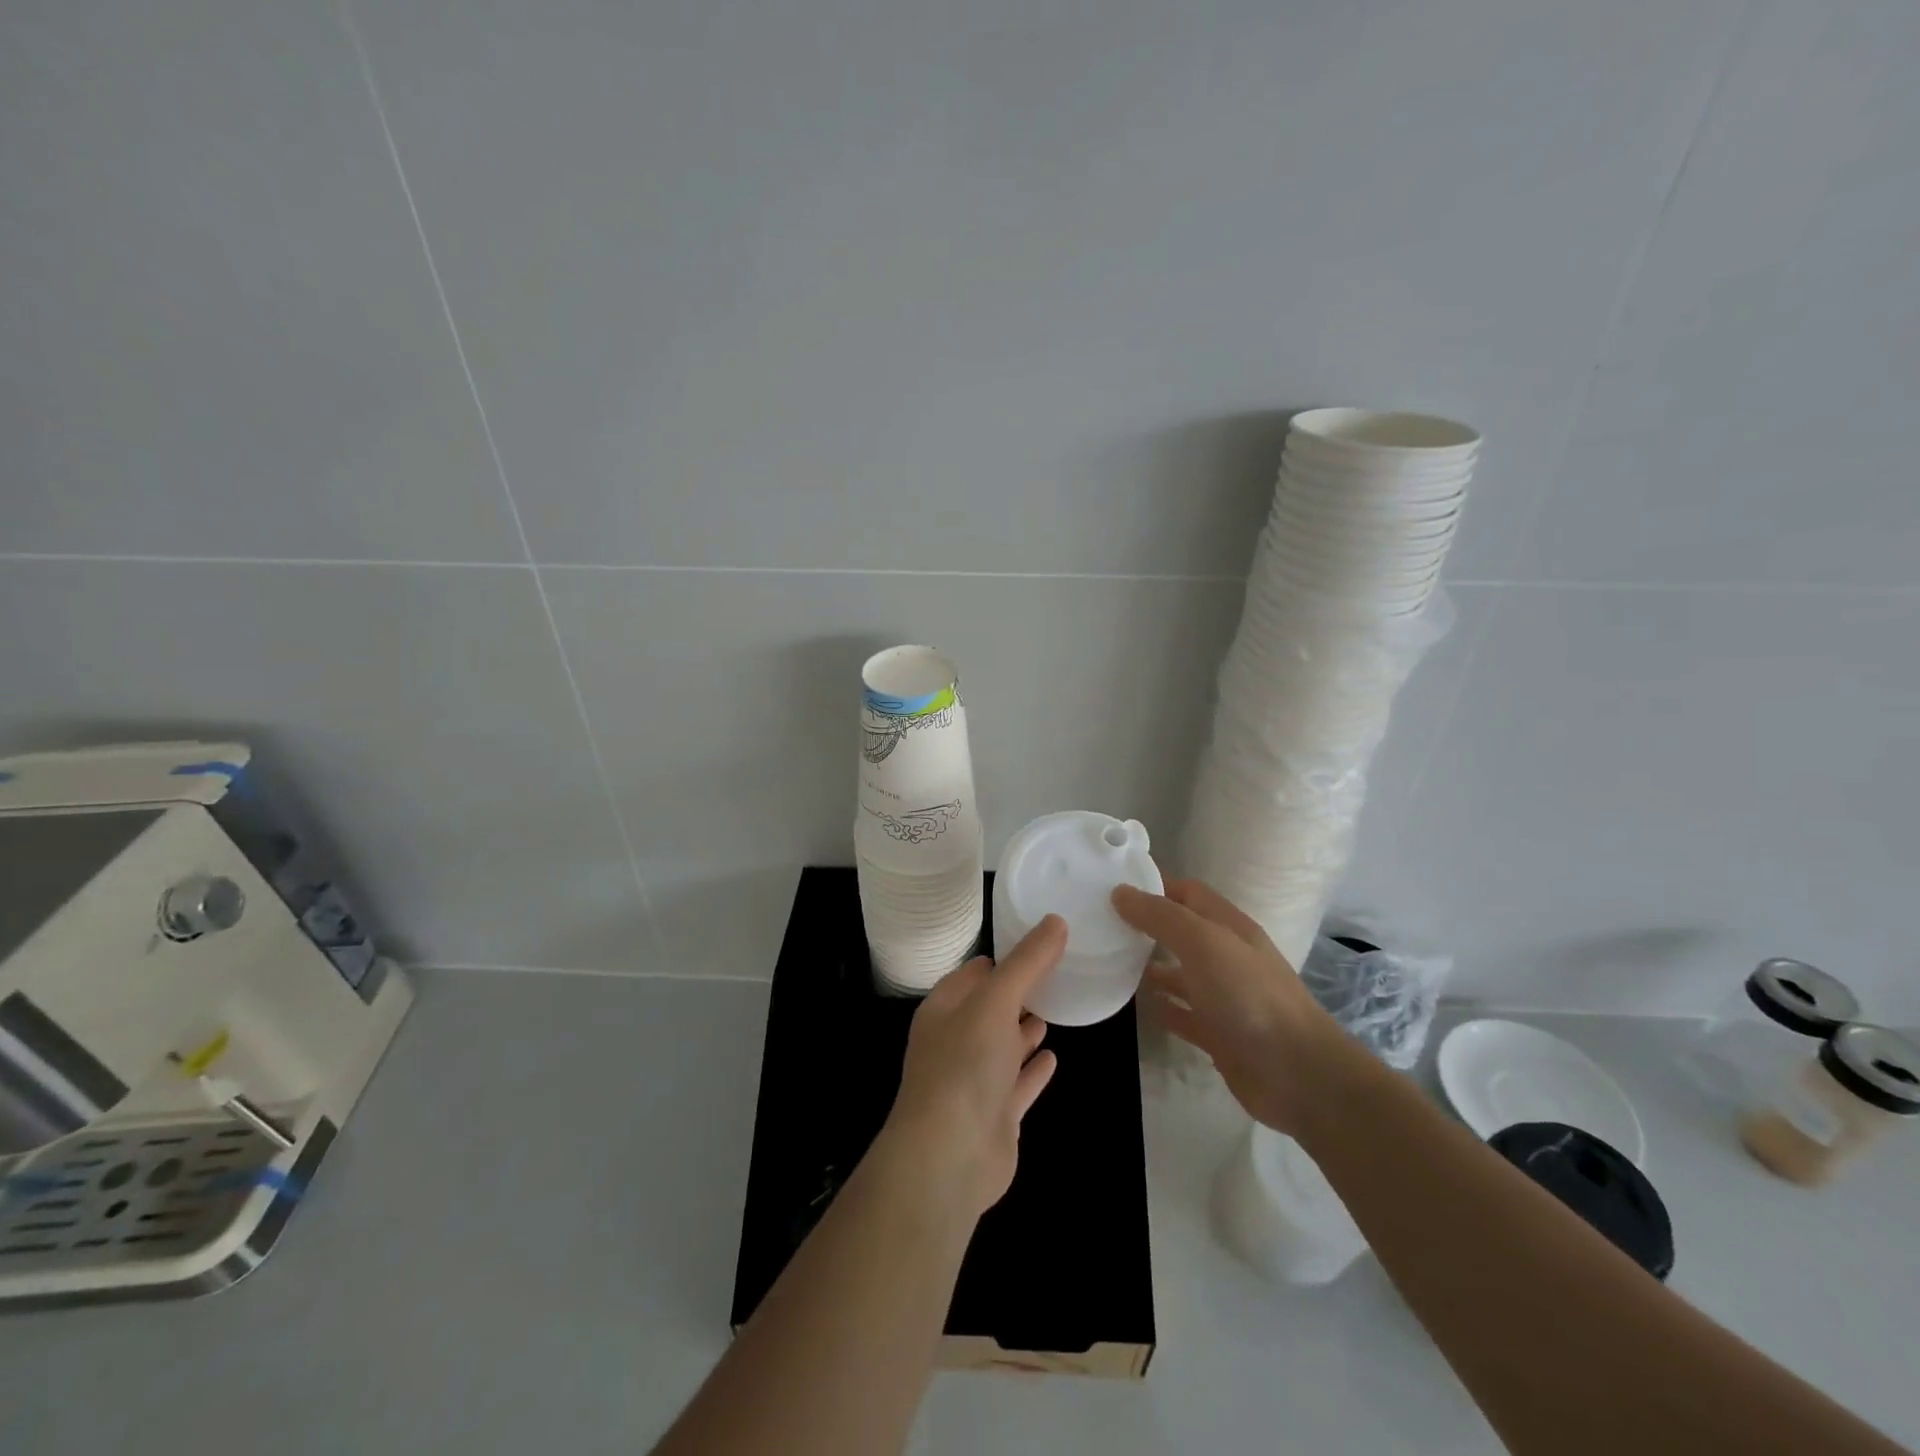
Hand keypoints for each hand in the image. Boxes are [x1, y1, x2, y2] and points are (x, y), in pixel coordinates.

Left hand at [878, 917, 1064, 1219]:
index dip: (1001, 958)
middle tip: (1056, 972)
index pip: (973, 974)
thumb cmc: (964, 1064)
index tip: (1037, 942)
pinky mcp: (996, 1115)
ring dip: (1024, 1029)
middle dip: (1017, 993)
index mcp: (945, 1009)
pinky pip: (1019, 1084)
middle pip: (990, 1009)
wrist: (949, 1156)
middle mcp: (956, 1041)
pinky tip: (1054, 1057)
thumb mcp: (996, 1000)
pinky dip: (1034, 1070)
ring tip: (1054, 1008)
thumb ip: (1028, 962)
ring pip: (1004, 1046)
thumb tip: (1056, 921)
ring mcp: (976, 1081)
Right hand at [1113, 878, 1345, 1135]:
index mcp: (1228, 927)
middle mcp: (1227, 956)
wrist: (1297, 1074)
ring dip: (1150, 967)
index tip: (1113, 884)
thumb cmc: (1249, 995)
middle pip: (1182, 931)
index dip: (1154, 885)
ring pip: (1181, 973)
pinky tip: (1138, 1005)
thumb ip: (1161, 916)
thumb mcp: (1203, 943)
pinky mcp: (1219, 1034)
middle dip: (1147, 925)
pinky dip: (1162, 1007)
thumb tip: (1120, 892)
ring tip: (1110, 961)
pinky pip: (1183, 1014)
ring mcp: (1224, 997)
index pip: (1187, 892)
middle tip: (1102, 923)